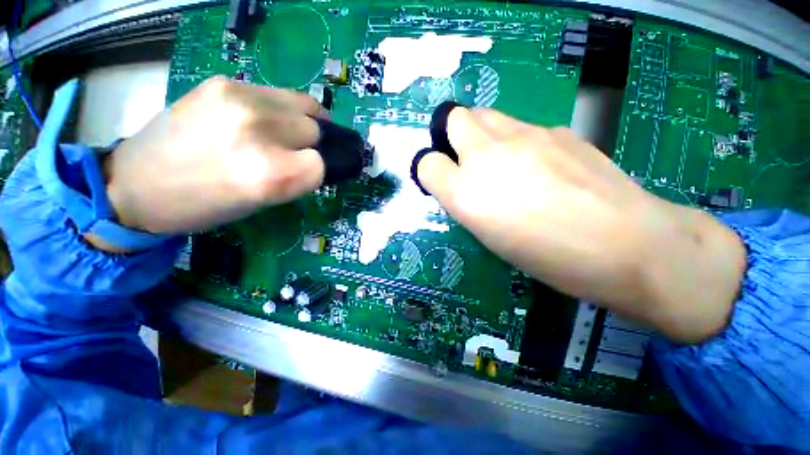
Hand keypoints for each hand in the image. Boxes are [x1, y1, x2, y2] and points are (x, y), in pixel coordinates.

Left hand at [102, 76, 326, 235]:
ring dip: (303, 121)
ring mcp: (239, 99)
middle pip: (315, 130)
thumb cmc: (203, 206)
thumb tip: (319, 160)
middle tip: (293, 153)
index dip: (318, 170)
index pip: (321, 164)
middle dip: (312, 145)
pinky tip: (264, 118)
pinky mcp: (223, 82)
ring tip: (287, 130)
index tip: (306, 174)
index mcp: (268, 174)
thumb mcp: (260, 202)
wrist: (136, 182)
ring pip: (304, 104)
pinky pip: (278, 93)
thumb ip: (295, 178)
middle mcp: (258, 132)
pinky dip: (282, 108)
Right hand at [417, 107, 745, 342]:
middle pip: (454, 119)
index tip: (443, 181)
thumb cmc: (548, 256)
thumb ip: (467, 201)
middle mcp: (486, 157)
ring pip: (486, 115)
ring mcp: (524, 136)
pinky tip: (540, 165)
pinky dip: (517, 141)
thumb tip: (463, 183)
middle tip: (468, 161)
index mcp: (466, 194)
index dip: (431, 171)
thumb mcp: (489, 236)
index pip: (427, 164)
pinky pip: (521, 126)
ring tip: (502, 161)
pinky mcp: (556, 130)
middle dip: (453, 137)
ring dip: (483, 134)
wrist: (625, 244)